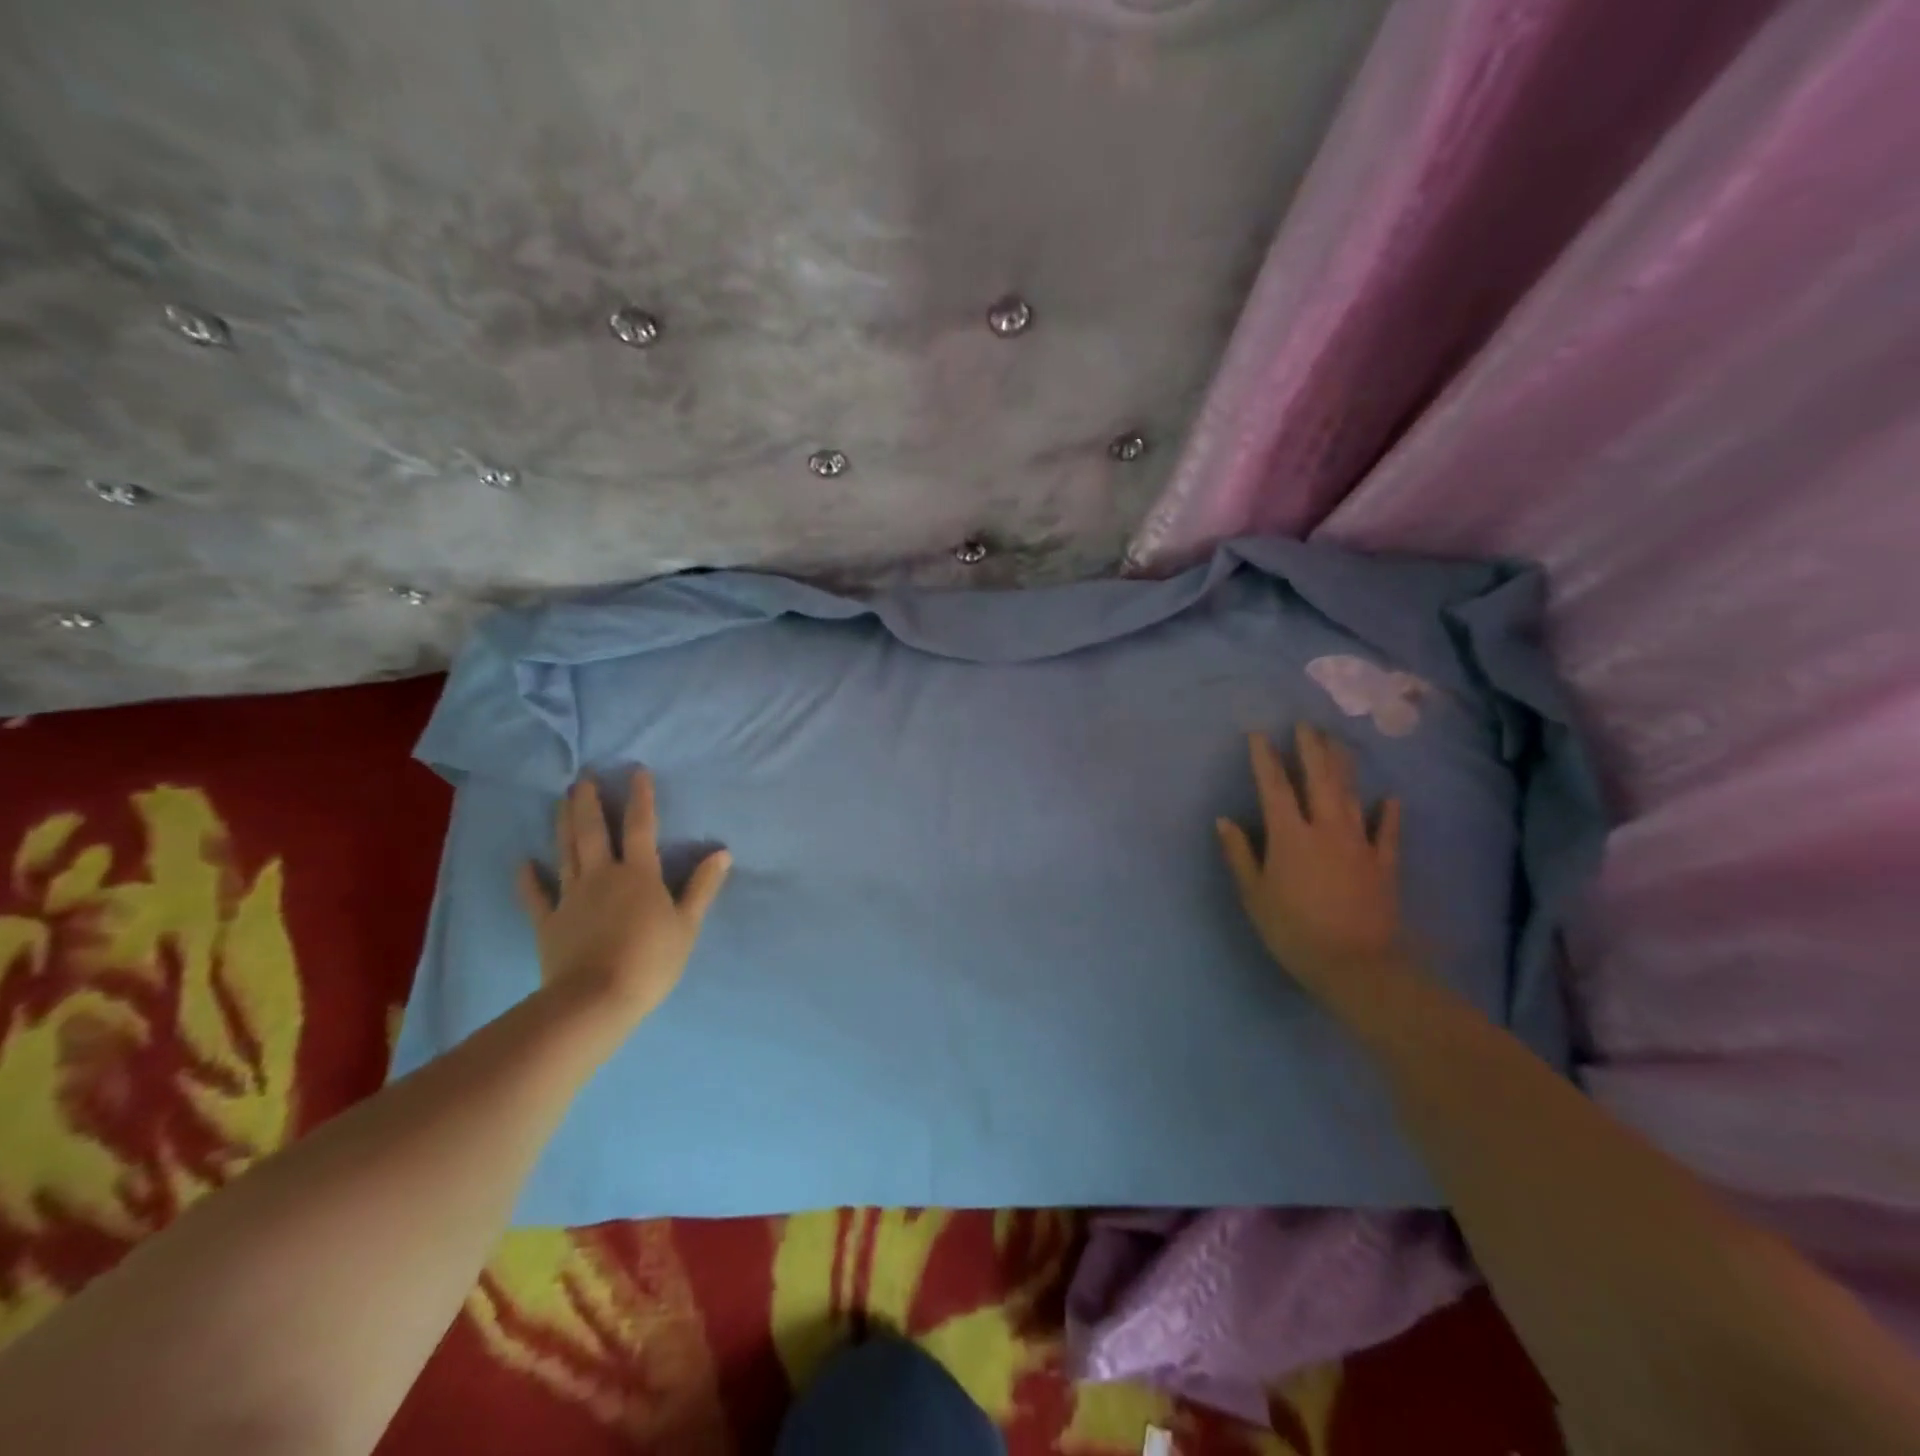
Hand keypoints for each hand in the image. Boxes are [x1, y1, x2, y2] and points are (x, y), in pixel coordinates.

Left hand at [516, 770, 730, 1026]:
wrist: (596, 999)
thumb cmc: (651, 960)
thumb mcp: (687, 924)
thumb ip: (702, 886)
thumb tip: (722, 852)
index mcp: (639, 873)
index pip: (640, 826)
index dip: (640, 797)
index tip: (636, 771)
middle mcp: (602, 875)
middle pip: (593, 831)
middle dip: (589, 802)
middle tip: (583, 778)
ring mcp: (571, 897)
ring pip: (566, 852)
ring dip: (564, 824)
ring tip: (561, 800)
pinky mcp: (549, 922)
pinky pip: (537, 895)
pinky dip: (528, 878)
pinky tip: (523, 862)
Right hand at [1216, 725, 1408, 1012]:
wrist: (1355, 966)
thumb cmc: (1293, 931)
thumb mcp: (1254, 895)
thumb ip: (1240, 854)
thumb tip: (1224, 820)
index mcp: (1289, 835)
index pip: (1273, 786)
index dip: (1264, 758)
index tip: (1258, 734)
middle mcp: (1325, 828)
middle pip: (1318, 779)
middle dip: (1310, 749)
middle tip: (1305, 724)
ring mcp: (1359, 843)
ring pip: (1350, 794)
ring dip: (1343, 766)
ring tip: (1338, 742)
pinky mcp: (1384, 863)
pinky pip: (1388, 832)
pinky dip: (1389, 813)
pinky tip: (1391, 797)